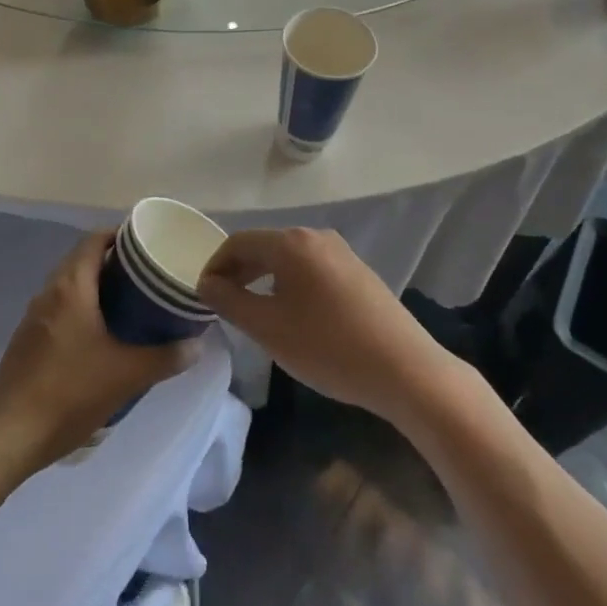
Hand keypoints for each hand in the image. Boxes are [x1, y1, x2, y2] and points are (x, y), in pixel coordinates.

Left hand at [0, 231, 200, 472]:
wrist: (11, 436)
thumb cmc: (71, 392)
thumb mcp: (128, 375)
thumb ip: (166, 357)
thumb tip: (197, 345)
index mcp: (71, 287)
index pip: (94, 240)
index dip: (120, 235)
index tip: (146, 244)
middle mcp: (48, 293)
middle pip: (81, 260)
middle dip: (112, 261)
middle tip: (144, 274)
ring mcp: (33, 317)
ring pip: (68, 285)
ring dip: (95, 286)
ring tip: (127, 302)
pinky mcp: (26, 340)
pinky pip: (58, 308)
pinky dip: (80, 308)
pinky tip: (98, 335)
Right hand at [197, 228, 450, 423]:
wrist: (404, 369)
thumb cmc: (328, 347)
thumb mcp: (269, 329)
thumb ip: (231, 302)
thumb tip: (207, 283)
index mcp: (292, 242)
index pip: (239, 242)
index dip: (215, 265)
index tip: (202, 295)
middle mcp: (316, 236)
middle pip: (265, 245)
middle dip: (239, 271)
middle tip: (221, 304)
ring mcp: (341, 252)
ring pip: (288, 258)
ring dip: (263, 278)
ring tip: (251, 311)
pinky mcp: (357, 272)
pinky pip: (310, 268)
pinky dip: (289, 283)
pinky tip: (291, 314)